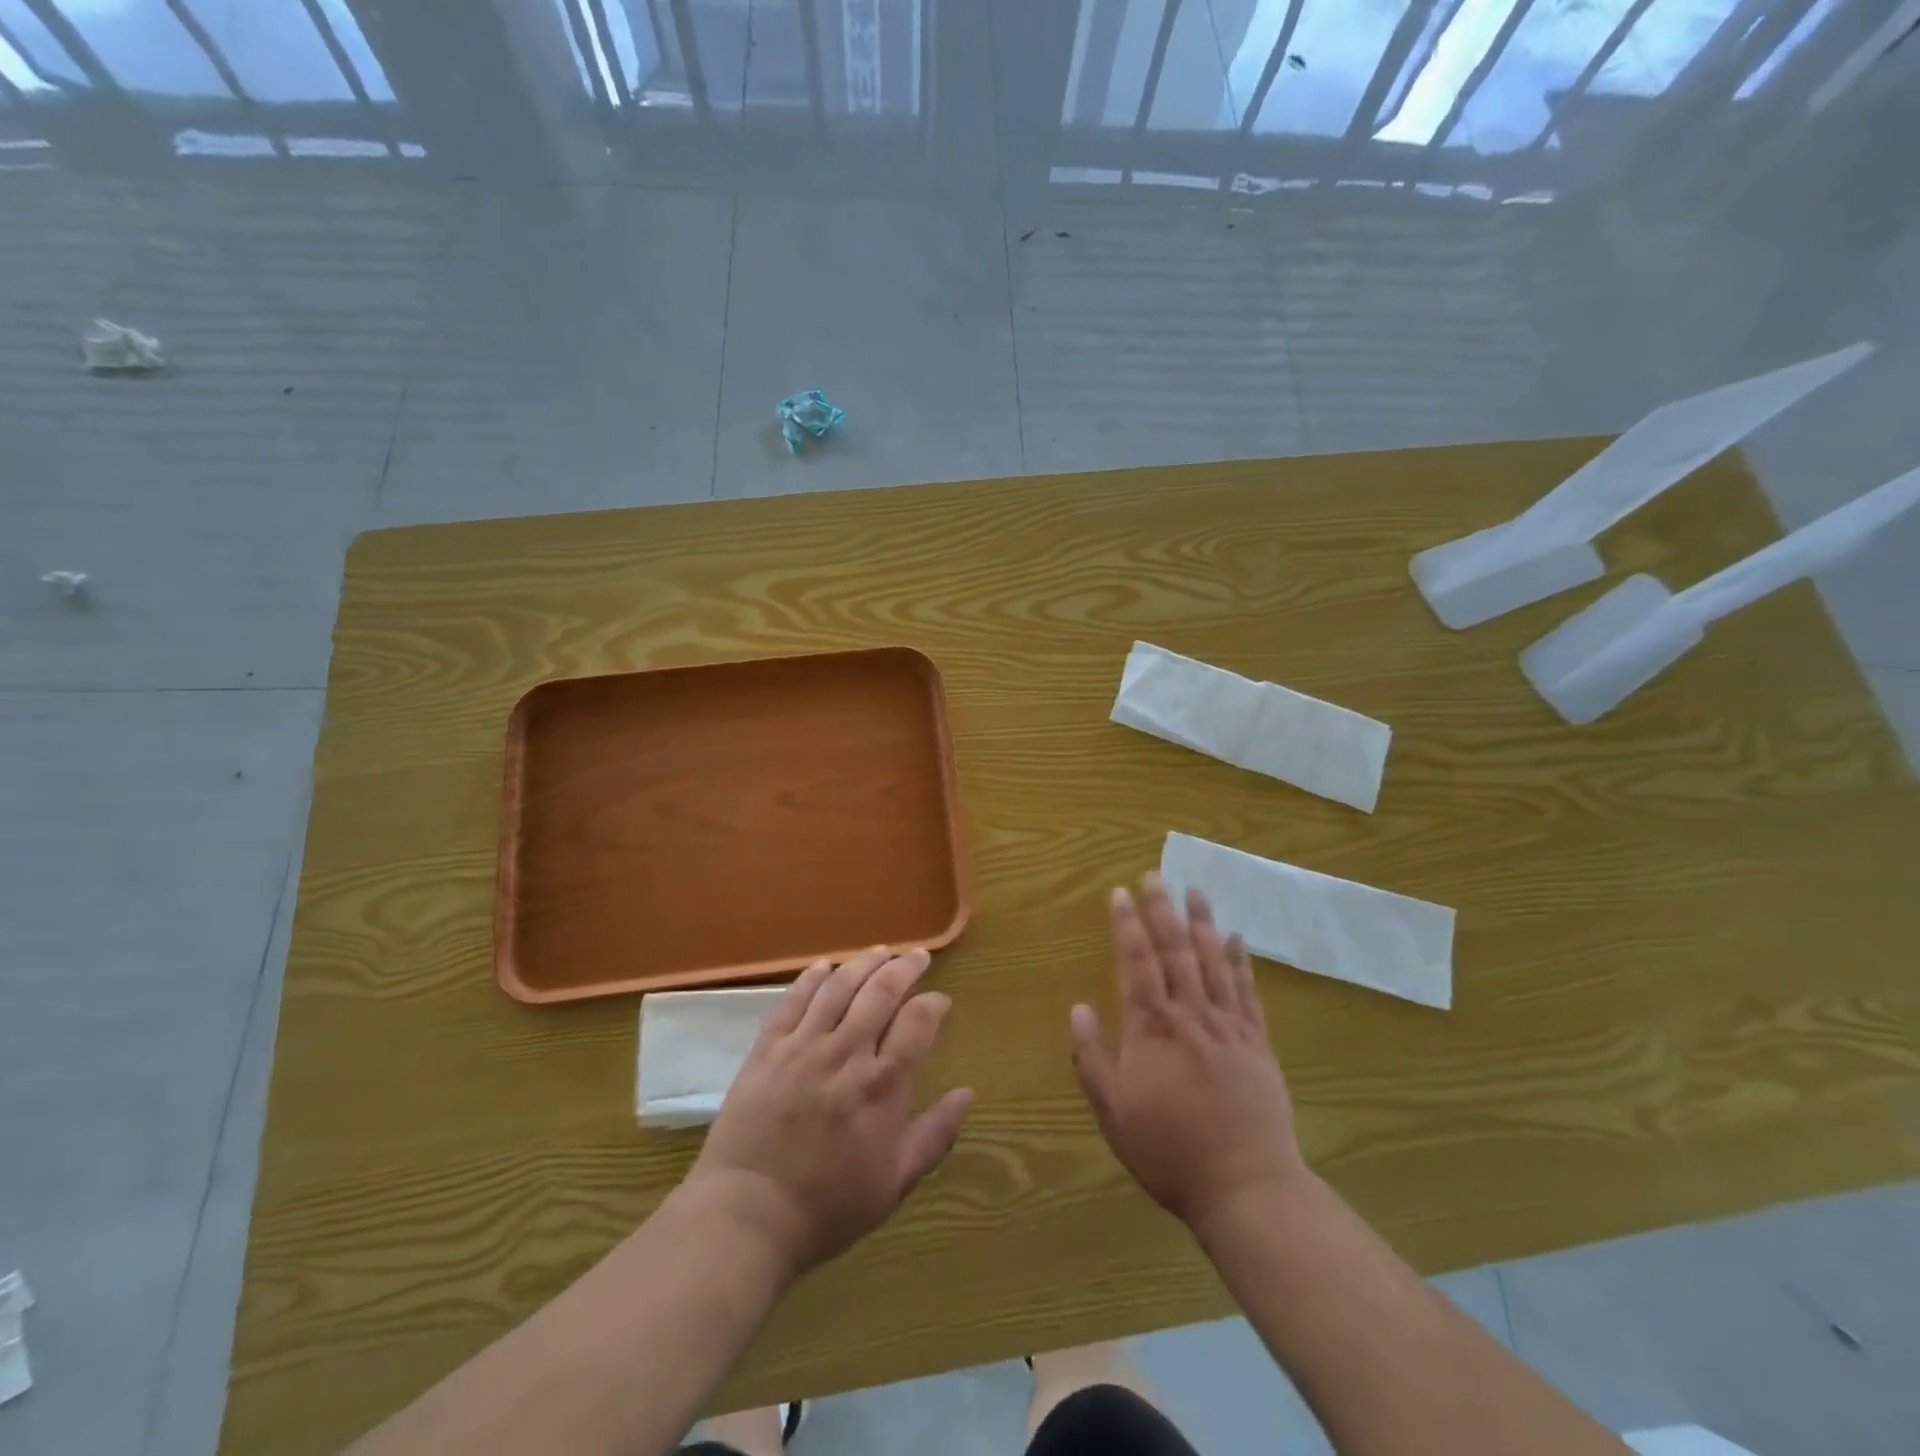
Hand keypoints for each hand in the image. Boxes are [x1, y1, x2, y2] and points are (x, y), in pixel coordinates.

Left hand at [688, 947, 973, 1278]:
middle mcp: (846, 1053)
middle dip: (904, 968)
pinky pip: (792, 1001)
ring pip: (839, 987)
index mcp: (881, 1085)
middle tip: (918, 956)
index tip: (940, 1001)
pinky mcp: (767, 1049)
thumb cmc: (827, 1207)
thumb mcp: (894, 1183)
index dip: (933, 1003)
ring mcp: (803, 1046)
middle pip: (880, 992)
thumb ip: (935, 1135)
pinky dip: (811, 978)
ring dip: (863, 963)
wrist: (746, 1216)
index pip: (917, 1022)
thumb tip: (967, 1094)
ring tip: (880, 952)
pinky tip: (824, 966)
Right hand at [1071, 876, 1306, 1233]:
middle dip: (1162, 910)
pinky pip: (1247, 992)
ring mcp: (1228, 1026)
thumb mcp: (1113, 1112)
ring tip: (1195, 890)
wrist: (1246, 1186)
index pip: (1136, 963)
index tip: (1119, 892)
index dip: (1126, 925)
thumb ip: (1092, 1056)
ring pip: (1213, 962)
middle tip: (1156, 874)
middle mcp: (1190, 1015)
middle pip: (1175, 951)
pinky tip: (1237, 938)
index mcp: (1152, 1028)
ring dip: (1202, 923)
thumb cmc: (1169, 1150)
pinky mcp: (1257, 1043)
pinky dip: (1240, 962)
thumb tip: (1077, 1008)